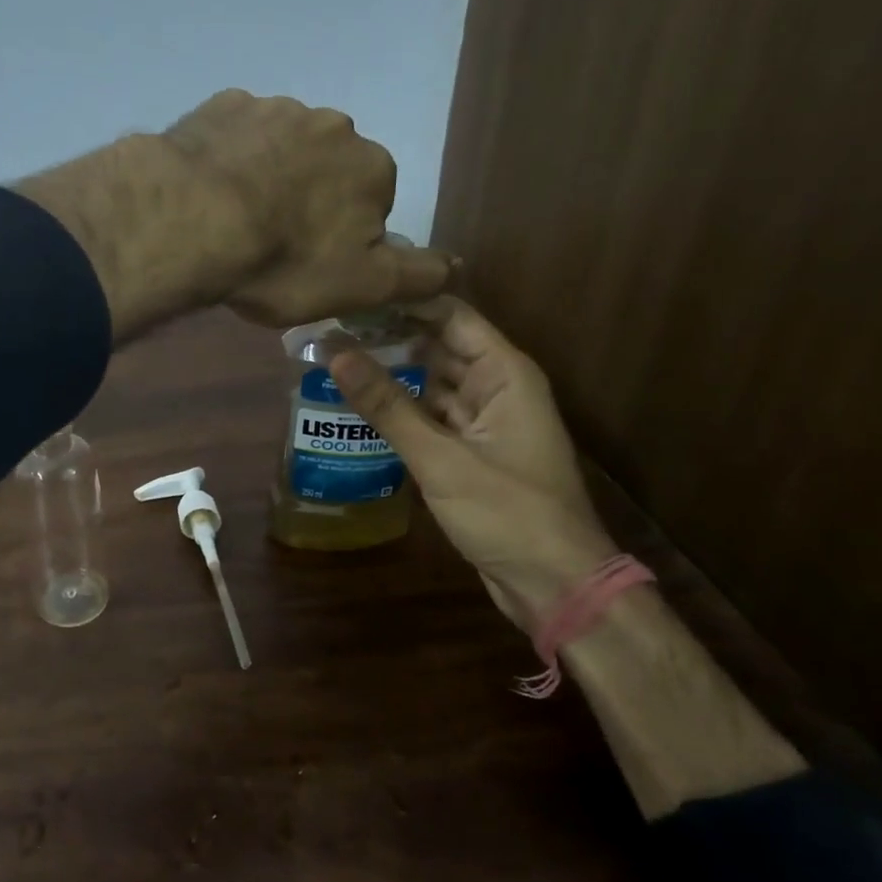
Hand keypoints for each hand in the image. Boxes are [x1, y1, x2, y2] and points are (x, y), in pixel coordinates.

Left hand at [160, 90, 454, 325]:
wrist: (193, 221)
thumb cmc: (284, 261)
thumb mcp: (362, 287)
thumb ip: (416, 275)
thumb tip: (456, 262)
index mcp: (372, 165)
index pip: (372, 202)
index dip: (342, 237)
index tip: (309, 263)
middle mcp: (332, 124)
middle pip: (327, 170)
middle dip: (306, 200)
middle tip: (269, 244)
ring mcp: (274, 107)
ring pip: (280, 149)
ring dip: (266, 176)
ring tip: (231, 220)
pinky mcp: (221, 105)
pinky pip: (234, 135)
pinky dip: (227, 158)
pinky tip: (206, 190)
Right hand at [329, 297, 617, 630]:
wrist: (553, 584)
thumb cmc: (507, 512)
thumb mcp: (440, 457)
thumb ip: (387, 404)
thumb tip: (335, 354)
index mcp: (505, 374)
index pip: (451, 316)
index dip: (403, 302)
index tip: (351, 297)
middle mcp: (497, 389)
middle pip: (438, 348)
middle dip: (388, 340)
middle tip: (328, 332)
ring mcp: (485, 423)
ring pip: (431, 386)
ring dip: (391, 378)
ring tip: (332, 365)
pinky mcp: (472, 455)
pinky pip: (431, 420)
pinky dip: (400, 414)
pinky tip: (358, 411)